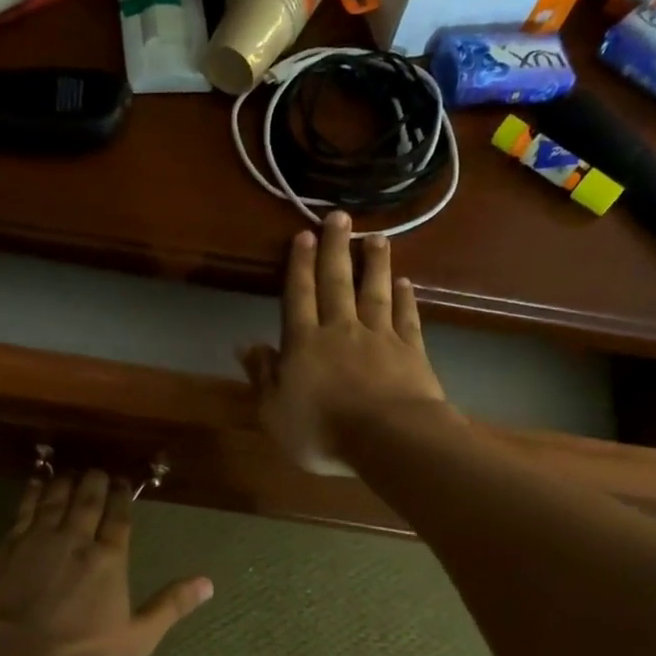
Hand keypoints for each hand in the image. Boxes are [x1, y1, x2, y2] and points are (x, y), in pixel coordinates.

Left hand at [0, 469, 212, 655]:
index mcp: (109, 559)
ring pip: (54, 499)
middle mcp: (76, 540)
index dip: (122, 496)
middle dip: (95, 481)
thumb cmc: (83, 652)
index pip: (118, 517)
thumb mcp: (137, 638)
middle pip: (87, 500)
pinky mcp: (10, 549)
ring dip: (65, 482)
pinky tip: (34, 485)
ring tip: (71, 472)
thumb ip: (171, 606)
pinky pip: (22, 511)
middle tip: (98, 470)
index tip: (123, 481)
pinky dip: (31, 495)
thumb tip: (208, 583)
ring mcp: (39, 541)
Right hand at [239, 212, 450, 474]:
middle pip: (336, 283)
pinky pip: (406, 317)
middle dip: (335, 249)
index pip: (299, 296)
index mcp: (304, 343)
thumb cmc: (322, 431)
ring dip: (374, 264)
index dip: (299, 265)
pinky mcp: (410, 351)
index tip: (303, 235)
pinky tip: (406, 282)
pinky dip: (405, 298)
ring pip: (374, 292)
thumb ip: (262, 375)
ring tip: (376, 237)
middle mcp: (341, 330)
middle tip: (338, 217)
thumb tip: (245, 344)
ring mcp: (379, 337)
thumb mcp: (274, 412)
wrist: (387, 438)